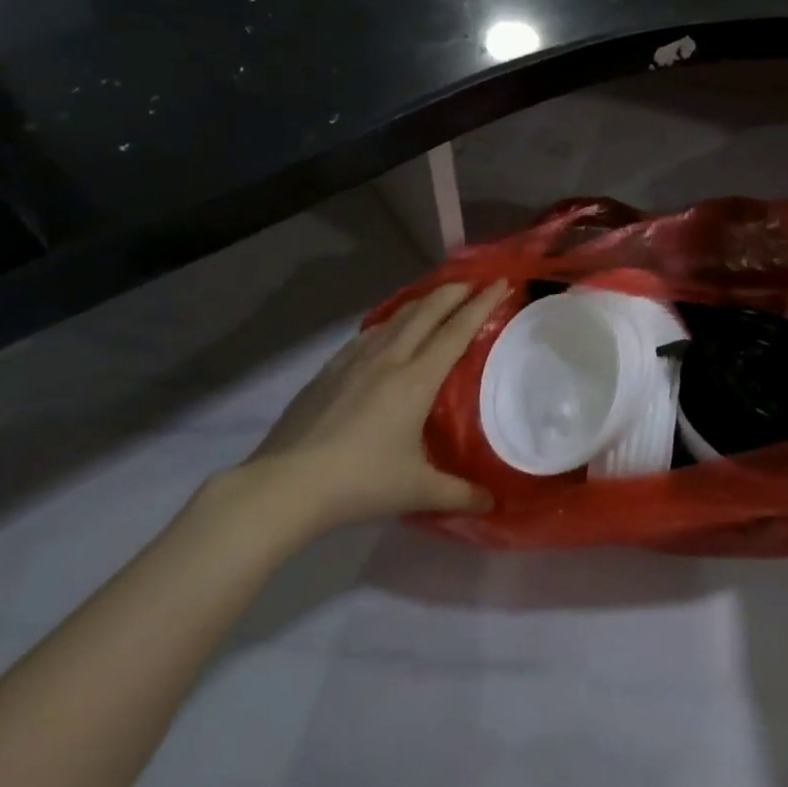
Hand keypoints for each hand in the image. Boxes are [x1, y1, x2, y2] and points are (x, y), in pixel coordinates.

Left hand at [231, 281, 507, 537]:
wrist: (286, 484)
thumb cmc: (360, 483)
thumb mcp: (416, 491)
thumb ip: (459, 495)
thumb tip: (492, 504)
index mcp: (417, 379)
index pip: (457, 330)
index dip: (482, 304)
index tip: (501, 283)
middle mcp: (390, 358)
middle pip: (428, 310)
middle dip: (455, 290)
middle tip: (475, 281)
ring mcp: (356, 359)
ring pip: (398, 316)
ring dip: (424, 301)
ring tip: (438, 298)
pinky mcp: (330, 368)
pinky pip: (371, 332)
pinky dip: (391, 320)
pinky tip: (389, 329)